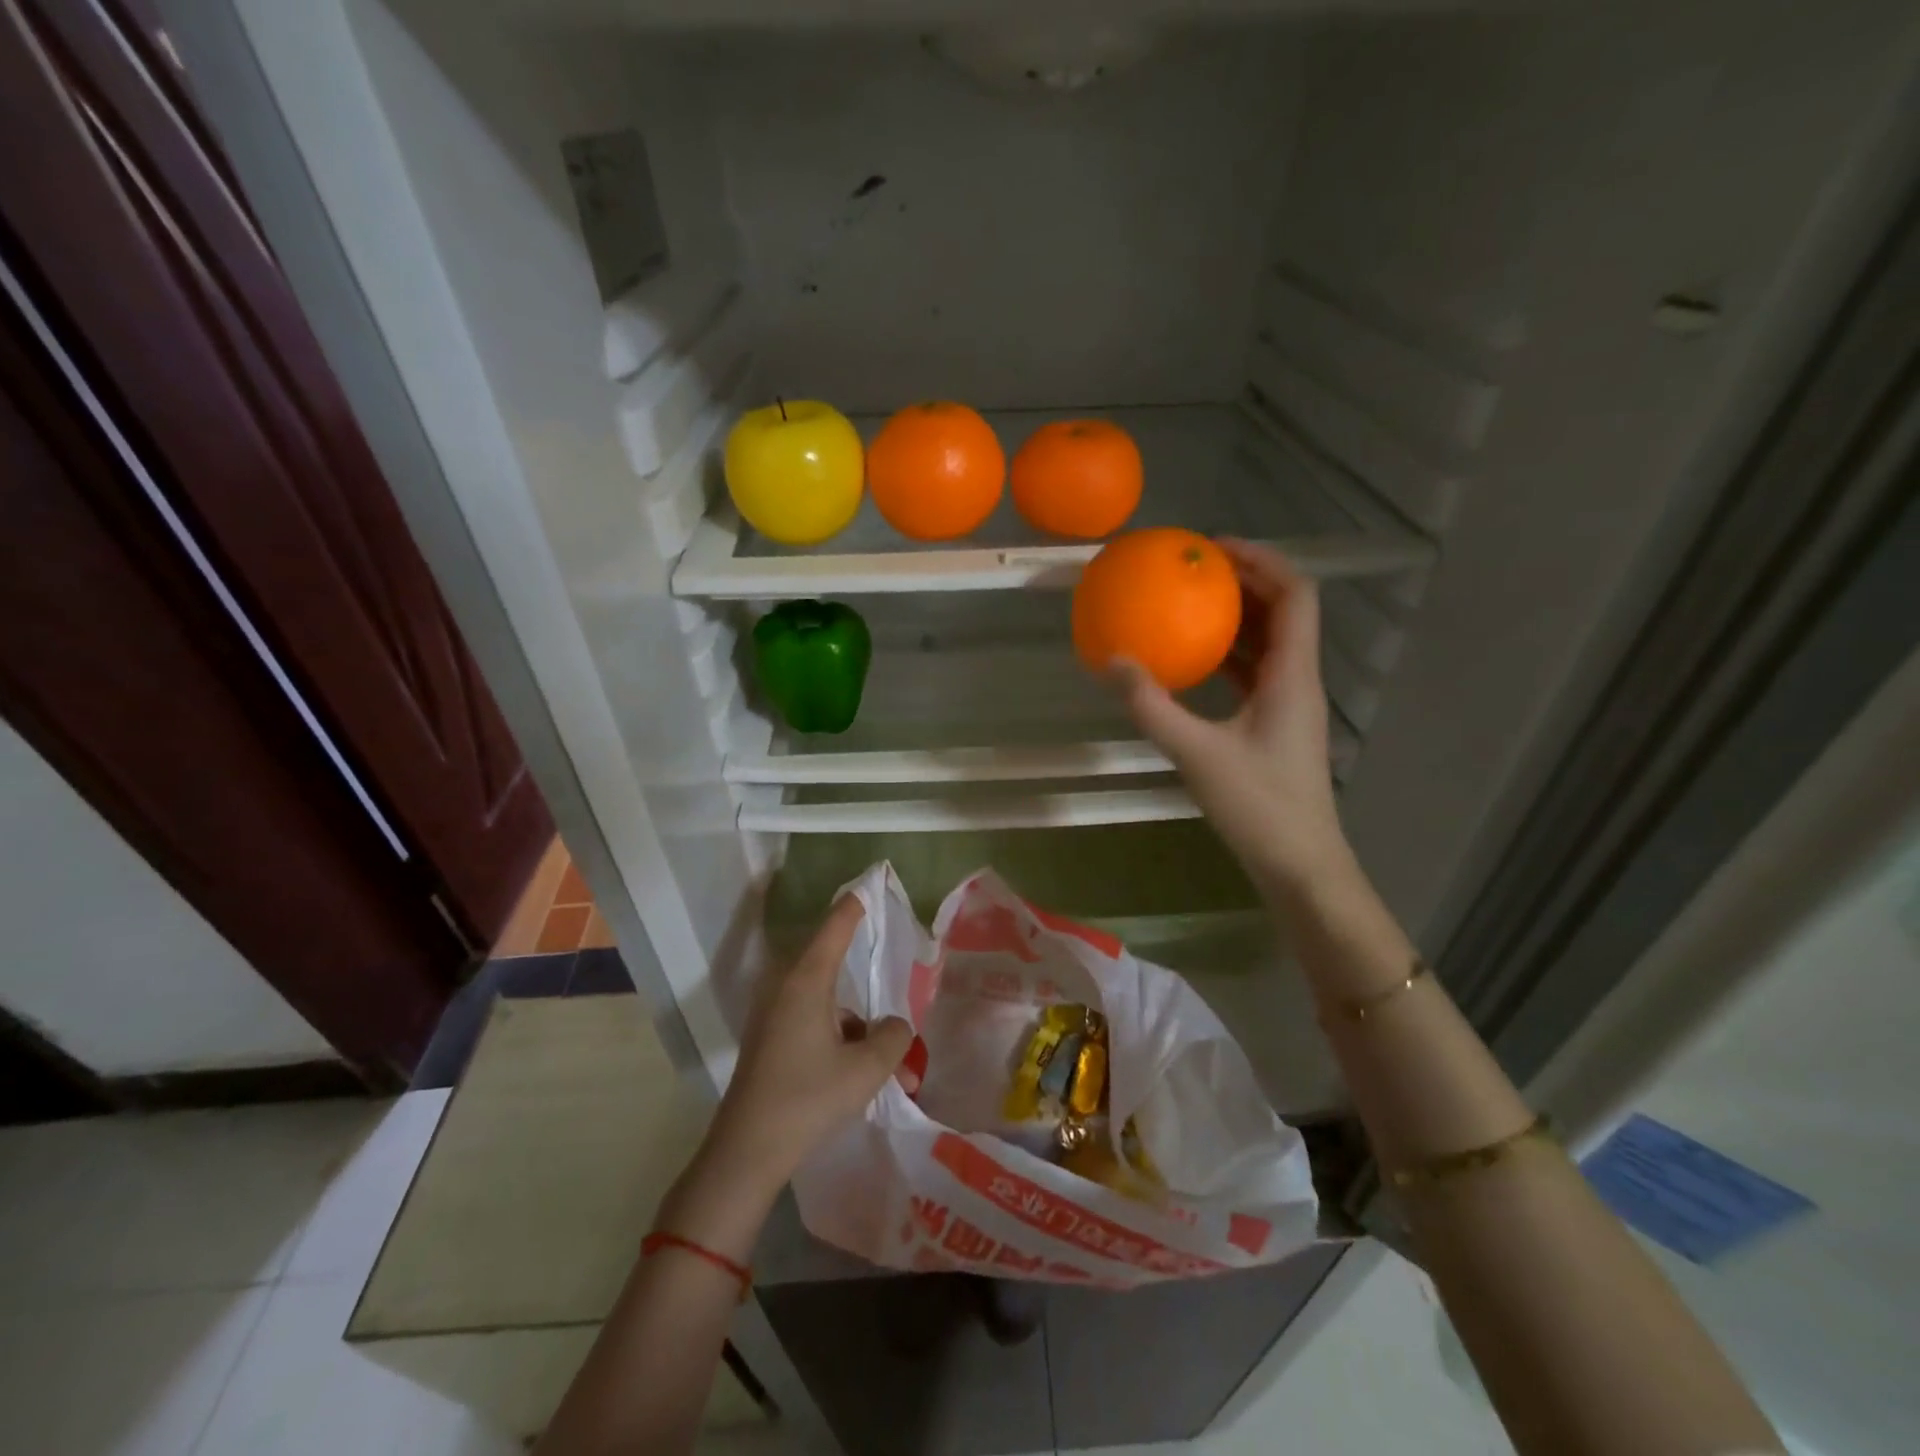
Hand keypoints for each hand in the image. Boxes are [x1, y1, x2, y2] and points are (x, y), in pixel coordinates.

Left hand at [705, 895, 913, 1189]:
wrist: (746, 1152)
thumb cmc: (808, 1098)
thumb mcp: (866, 1069)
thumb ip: (893, 1038)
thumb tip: (895, 1026)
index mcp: (807, 980)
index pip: (835, 926)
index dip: (854, 905)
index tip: (869, 885)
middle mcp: (786, 987)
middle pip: (833, 964)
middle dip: (866, 981)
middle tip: (892, 988)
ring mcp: (773, 1014)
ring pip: (827, 1002)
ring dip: (857, 1025)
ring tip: (887, 1067)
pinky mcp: (769, 1039)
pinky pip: (813, 1021)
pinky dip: (838, 1038)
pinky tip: (856, 1073)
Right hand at [1113, 539, 1352, 898]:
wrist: (1300, 865)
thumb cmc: (1258, 806)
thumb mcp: (1196, 753)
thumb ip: (1152, 706)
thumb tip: (1110, 661)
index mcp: (1293, 676)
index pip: (1295, 595)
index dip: (1263, 560)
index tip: (1215, 548)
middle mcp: (1299, 681)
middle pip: (1284, 612)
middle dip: (1245, 582)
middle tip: (1194, 570)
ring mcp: (1289, 706)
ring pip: (1270, 644)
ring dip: (1237, 618)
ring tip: (1190, 603)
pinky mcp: (1275, 727)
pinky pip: (1255, 674)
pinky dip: (1228, 656)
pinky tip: (1193, 662)